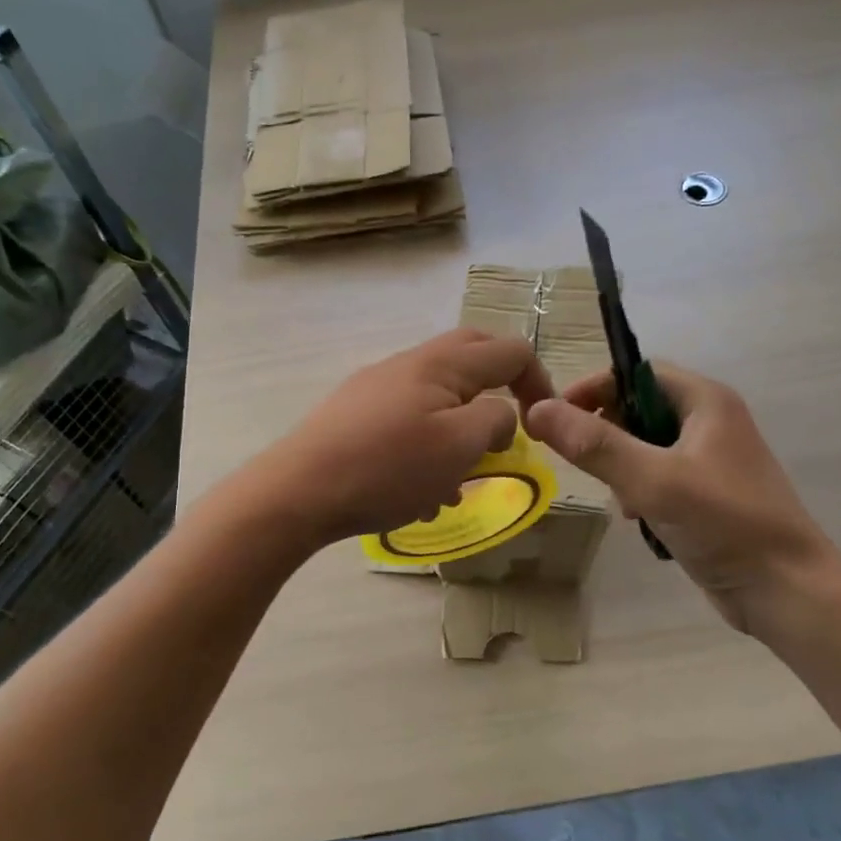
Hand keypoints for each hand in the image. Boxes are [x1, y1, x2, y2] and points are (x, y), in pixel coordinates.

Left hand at [257, 328, 554, 547]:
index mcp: (442, 363)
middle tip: (508, 432)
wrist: (298, 491)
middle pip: (472, 358)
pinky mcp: (354, 413)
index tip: (542, 425)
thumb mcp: (459, 446)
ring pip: (438, 395)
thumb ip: (495, 420)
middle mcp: (410, 363)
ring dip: (460, 429)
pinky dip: (428, 444)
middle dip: (499, 391)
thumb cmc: (388, 468)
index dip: (538, 381)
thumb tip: (502, 414)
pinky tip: (418, 490)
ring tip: (458, 481)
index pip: (510, 350)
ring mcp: (377, 386)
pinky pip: (408, 418)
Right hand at [525, 364, 840, 641]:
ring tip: (621, 499)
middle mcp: (710, 422)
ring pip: (645, 447)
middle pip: (639, 409)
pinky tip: (639, 520)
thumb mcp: (653, 480)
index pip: (637, 372)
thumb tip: (538, 409)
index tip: (557, 416)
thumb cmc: (725, 523)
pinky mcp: (708, 494)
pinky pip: (660, 477)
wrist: (787, 592)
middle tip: (586, 463)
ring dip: (622, 468)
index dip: (595, 388)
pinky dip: (642, 492)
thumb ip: (595, 445)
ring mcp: (711, 460)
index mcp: (706, 401)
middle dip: (608, 434)